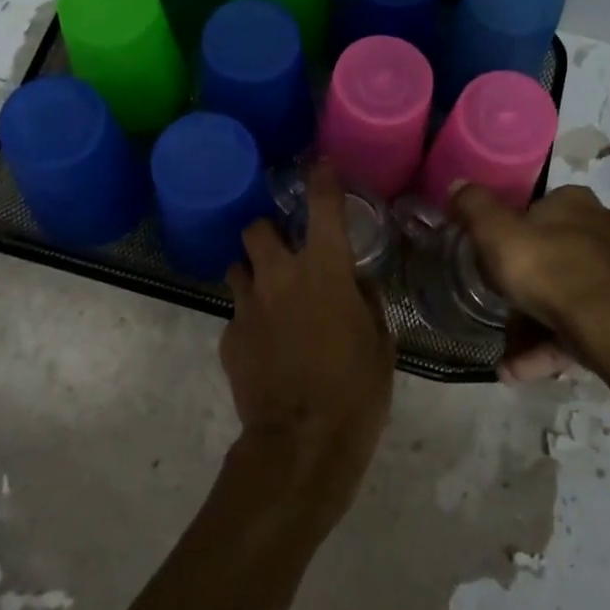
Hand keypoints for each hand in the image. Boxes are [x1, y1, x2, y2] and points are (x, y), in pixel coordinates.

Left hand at [222, 162, 395, 520]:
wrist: (303, 443)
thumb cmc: (356, 390)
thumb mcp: (380, 342)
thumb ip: (365, 302)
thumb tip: (355, 284)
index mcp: (324, 271)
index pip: (323, 207)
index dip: (322, 180)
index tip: (320, 166)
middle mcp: (279, 277)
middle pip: (256, 228)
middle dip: (267, 233)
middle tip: (283, 252)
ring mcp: (247, 307)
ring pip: (237, 268)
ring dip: (253, 274)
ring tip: (270, 298)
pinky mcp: (228, 337)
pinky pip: (237, 315)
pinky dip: (250, 321)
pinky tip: (266, 347)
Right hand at [450, 183, 609, 382]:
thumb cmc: (549, 269)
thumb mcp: (496, 233)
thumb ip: (474, 207)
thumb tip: (458, 184)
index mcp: (575, 203)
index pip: (537, 209)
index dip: (511, 232)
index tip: (491, 258)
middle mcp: (604, 229)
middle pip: (553, 255)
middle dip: (522, 286)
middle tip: (497, 307)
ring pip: (567, 297)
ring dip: (533, 326)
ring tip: (504, 359)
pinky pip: (581, 328)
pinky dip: (551, 347)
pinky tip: (520, 371)